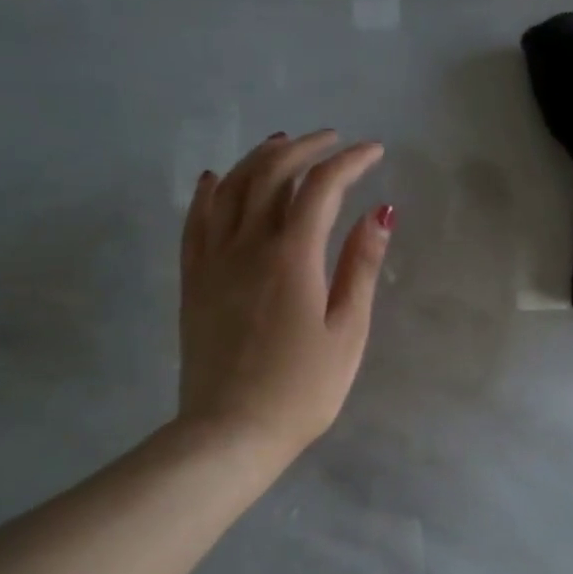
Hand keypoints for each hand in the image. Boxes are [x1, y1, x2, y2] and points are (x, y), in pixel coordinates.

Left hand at [177, 130, 393, 461]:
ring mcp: (213, 260)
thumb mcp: (347, 331)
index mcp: (291, 256)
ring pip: (232, 188)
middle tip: (332, 141)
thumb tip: (379, 213)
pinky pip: (196, 221)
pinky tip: (218, 178)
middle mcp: (247, 245)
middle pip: (271, 174)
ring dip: (259, 158)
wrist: (230, 432)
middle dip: (305, 148)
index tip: (373, 152)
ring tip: (283, 144)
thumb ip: (359, 267)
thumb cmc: (302, 388)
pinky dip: (210, 192)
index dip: (349, 162)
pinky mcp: (193, 280)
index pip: (321, 187)